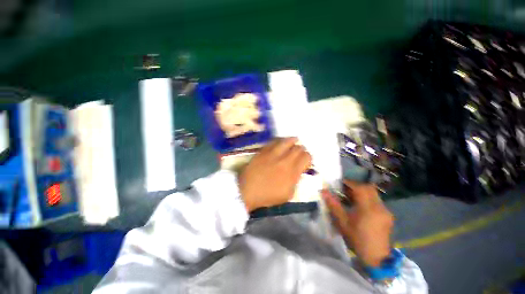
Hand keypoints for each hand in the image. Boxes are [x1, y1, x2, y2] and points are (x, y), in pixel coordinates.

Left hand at [239, 137, 311, 211]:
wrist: (247, 190)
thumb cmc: (268, 195)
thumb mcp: (288, 194)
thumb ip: (296, 181)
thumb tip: (298, 171)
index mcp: (292, 172)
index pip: (306, 157)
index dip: (308, 157)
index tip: (305, 160)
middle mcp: (285, 160)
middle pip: (298, 148)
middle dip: (301, 149)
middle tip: (299, 152)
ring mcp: (273, 154)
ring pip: (287, 141)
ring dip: (292, 141)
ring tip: (294, 141)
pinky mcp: (263, 151)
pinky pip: (274, 141)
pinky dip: (280, 140)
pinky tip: (280, 142)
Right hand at [322, 181, 393, 266]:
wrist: (377, 258)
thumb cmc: (358, 239)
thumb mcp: (343, 222)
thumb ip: (333, 205)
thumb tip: (323, 191)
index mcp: (369, 209)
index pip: (360, 188)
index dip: (349, 182)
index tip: (340, 183)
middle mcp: (379, 207)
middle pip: (369, 188)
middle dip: (356, 185)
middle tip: (345, 189)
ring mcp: (385, 211)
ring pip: (373, 193)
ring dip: (361, 191)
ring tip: (350, 197)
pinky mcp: (387, 215)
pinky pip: (376, 200)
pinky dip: (367, 198)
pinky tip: (359, 206)